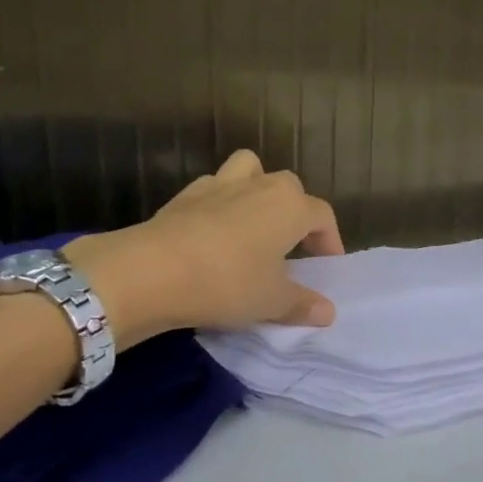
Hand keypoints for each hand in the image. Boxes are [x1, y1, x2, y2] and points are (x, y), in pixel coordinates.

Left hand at [63, 150, 344, 344]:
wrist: (152, 271)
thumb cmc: (227, 282)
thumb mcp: (271, 302)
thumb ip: (302, 304)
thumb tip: (328, 312)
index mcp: (291, 206)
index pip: (322, 216)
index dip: (329, 240)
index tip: (325, 266)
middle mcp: (261, 185)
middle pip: (289, 187)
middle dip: (296, 212)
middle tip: (291, 247)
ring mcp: (221, 184)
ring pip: (250, 169)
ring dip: (257, 187)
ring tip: (253, 222)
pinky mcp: (186, 194)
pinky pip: (214, 188)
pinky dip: (220, 202)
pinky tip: (213, 231)